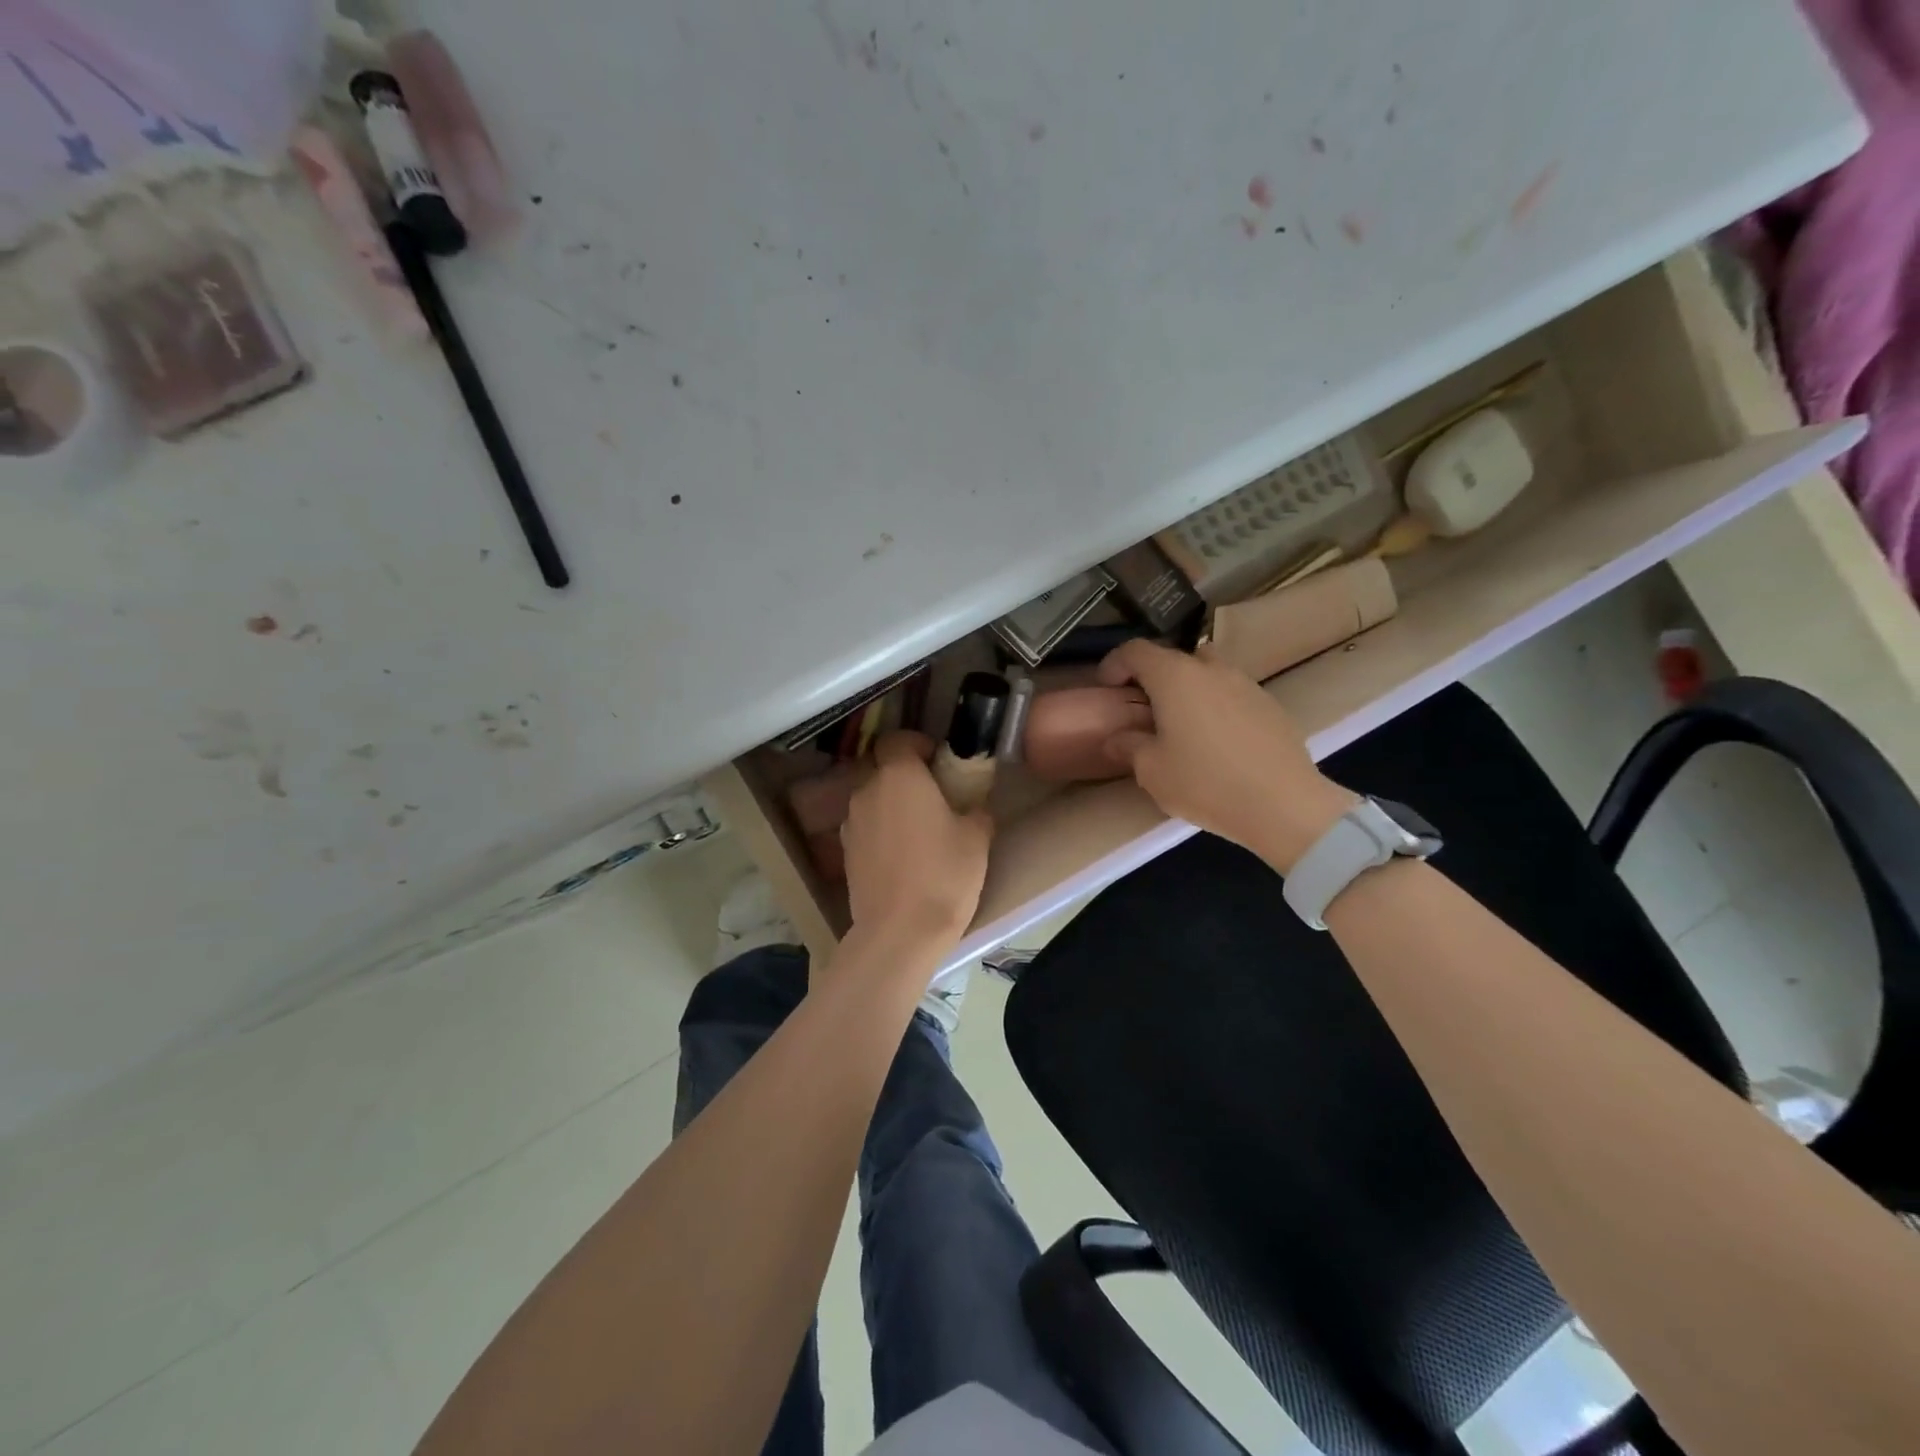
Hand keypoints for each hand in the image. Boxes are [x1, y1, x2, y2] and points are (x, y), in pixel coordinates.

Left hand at [841, 731, 992, 948]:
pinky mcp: (844, 853)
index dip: (917, 744)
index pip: (897, 739)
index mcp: (899, 775)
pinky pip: (865, 827)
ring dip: (891, 804)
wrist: (899, 932)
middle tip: (933, 796)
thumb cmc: (944, 874)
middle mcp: (867, 790)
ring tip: (918, 829)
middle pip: (882, 768)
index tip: (938, 761)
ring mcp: (851, 822)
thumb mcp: (977, 838)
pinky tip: (901, 855)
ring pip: (872, 798)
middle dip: (904, 775)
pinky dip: (880, 831)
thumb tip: (974, 804)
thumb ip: (976, 809)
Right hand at [1098, 640, 1354, 871]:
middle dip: (1153, 677)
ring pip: (1207, 673)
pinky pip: (1232, 694)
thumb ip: (1129, 746)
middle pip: (1174, 657)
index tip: (1106, 688)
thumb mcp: (1152, 771)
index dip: (1115, 664)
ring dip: (1188, 690)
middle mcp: (1210, 669)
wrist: (1284, 805)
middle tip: (1144, 709)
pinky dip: (1215, 706)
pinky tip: (1216, 742)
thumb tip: (1117, 738)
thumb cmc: (1205, 783)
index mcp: (1174, 677)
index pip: (1136, 650)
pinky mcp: (1270, 705)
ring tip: (1181, 726)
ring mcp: (1246, 684)